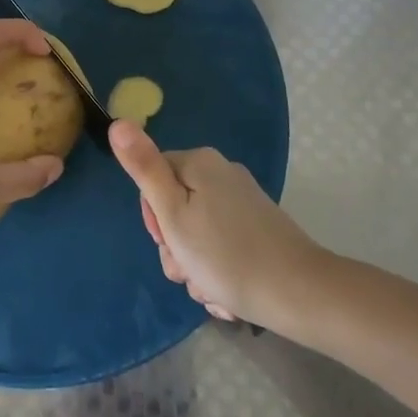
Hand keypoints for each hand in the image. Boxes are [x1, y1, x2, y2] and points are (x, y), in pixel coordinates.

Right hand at [110, 120, 320, 326]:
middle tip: (188, 269)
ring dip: (195, 266)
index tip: (167, 241)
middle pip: (175, 207)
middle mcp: (223, 174)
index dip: (154, 216)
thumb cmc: (225, 255)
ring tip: (211, 288)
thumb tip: (117, 122)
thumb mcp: (172, 214)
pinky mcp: (259, 228)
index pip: (153, 179)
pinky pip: (222, 246)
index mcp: (199, 163)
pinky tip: (227, 293)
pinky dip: (218, 270)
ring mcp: (243, 202)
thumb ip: (143, 168)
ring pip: (197, 233)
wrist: (299, 294)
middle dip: (175, 246)